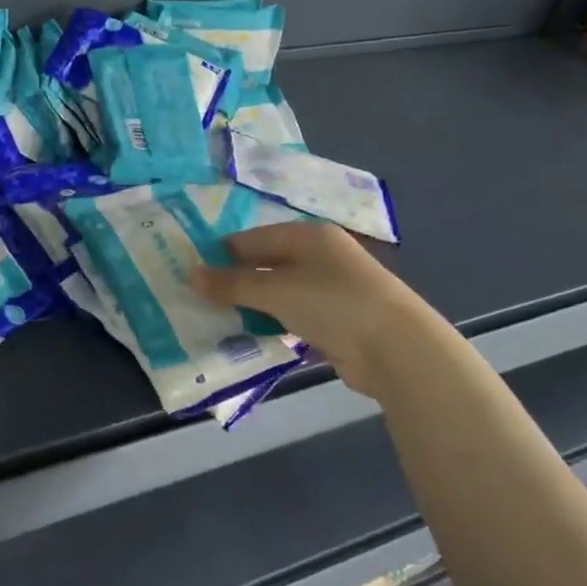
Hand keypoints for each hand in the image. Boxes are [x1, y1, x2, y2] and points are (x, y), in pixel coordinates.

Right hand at [190, 222, 435, 402]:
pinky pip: (293, 317)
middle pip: (266, 264)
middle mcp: (320, 256)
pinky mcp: (337, 320)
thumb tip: (190, 275)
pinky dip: (274, 324)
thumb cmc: (332, 303)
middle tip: (200, 299)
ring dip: (253, 305)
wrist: (396, 349)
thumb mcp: (275, 290)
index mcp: (308, 235)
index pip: (252, 238)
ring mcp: (331, 289)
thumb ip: (231, 284)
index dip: (221, 254)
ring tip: (218, 319)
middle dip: (235, 282)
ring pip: (279, 293)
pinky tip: (252, 336)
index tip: (192, 273)